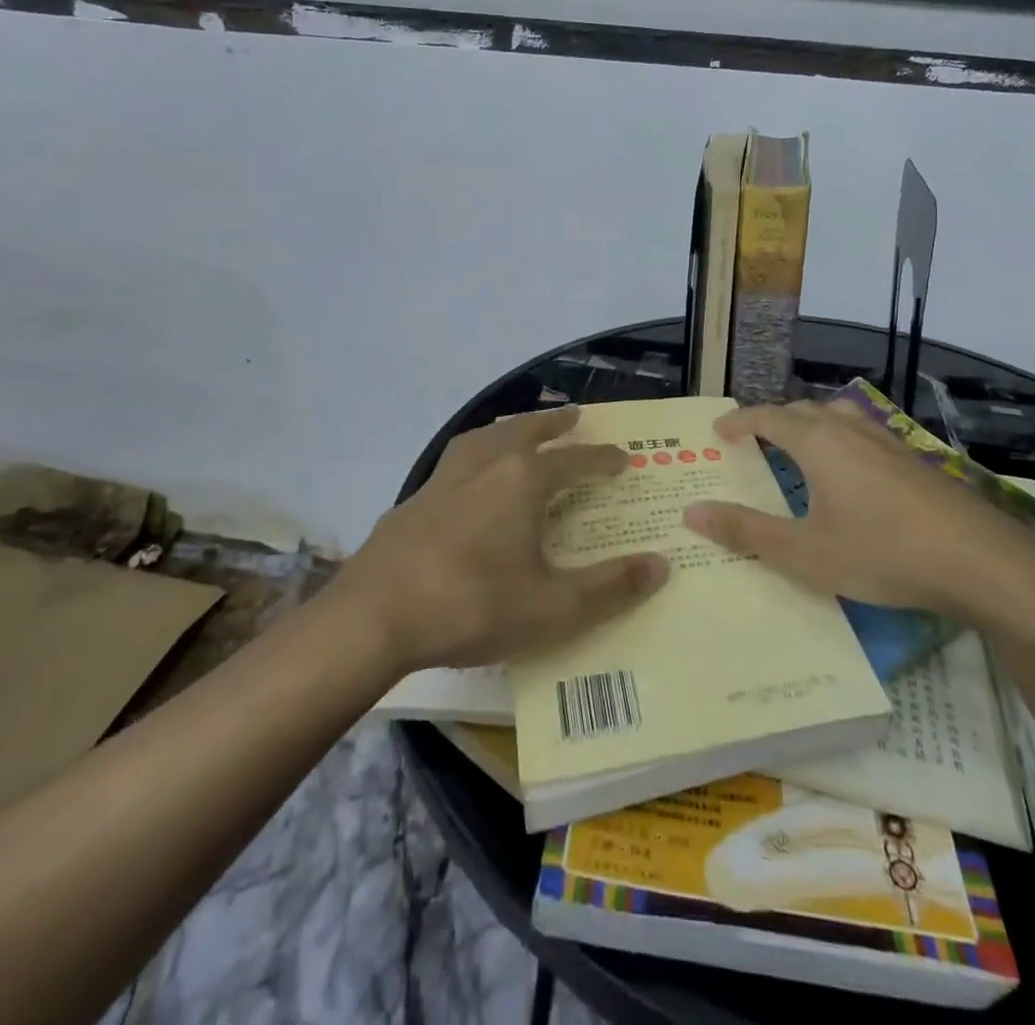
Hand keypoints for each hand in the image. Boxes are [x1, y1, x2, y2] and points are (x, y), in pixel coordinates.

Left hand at [337, 407, 669, 672]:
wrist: (373, 617)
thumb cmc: (472, 606)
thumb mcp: (553, 608)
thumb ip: (610, 587)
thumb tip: (661, 564)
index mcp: (521, 481)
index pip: (574, 460)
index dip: (602, 458)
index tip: (622, 456)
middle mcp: (484, 466)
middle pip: (526, 431)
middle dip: (553, 424)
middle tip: (573, 416)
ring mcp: (443, 480)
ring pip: (484, 439)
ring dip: (510, 430)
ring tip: (519, 432)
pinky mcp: (413, 501)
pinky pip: (454, 463)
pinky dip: (474, 457)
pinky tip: (468, 481)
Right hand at [682, 400, 1034, 632]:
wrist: (981, 562)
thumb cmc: (882, 553)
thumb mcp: (805, 553)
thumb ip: (746, 531)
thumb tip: (692, 512)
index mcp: (818, 443)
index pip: (767, 416)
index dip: (739, 421)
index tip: (718, 431)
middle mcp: (850, 430)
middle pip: (803, 410)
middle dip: (773, 419)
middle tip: (754, 441)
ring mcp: (888, 441)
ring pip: (839, 416)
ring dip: (811, 424)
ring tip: (799, 448)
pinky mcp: (915, 460)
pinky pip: (864, 434)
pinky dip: (841, 439)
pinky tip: (852, 473)